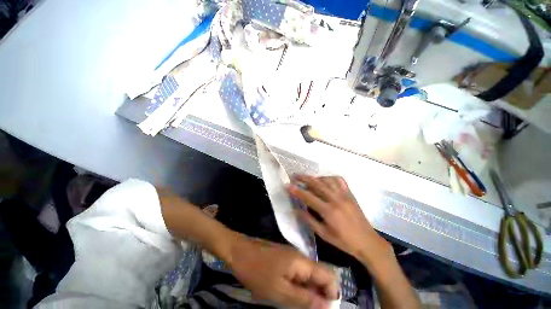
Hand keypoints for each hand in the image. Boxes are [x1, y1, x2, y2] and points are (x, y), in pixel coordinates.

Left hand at [228, 236, 338, 308]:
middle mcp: (301, 257)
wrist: (240, 251)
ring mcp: (292, 256)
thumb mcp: (279, 290)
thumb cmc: (258, 271)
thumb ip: (304, 298)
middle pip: (320, 275)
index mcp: (302, 261)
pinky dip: (299, 285)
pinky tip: (291, 294)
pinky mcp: (285, 258)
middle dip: (320, 295)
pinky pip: (298, 273)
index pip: (328, 275)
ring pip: (308, 276)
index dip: (332, 293)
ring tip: (300, 305)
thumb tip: (327, 305)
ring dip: (309, 291)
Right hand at [288, 175, 389, 260]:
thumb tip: (296, 210)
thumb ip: (309, 220)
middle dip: (304, 178)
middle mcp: (336, 199)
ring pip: (327, 180)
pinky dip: (330, 178)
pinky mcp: (350, 194)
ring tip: (309, 179)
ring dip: (316, 177)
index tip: (288, 185)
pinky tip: (325, 180)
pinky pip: (339, 180)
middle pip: (317, 184)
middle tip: (295, 176)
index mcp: (328, 211)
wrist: (367, 242)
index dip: (297, 190)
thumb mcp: (324, 234)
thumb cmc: (344, 241)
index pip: (308, 197)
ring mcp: (344, 195)